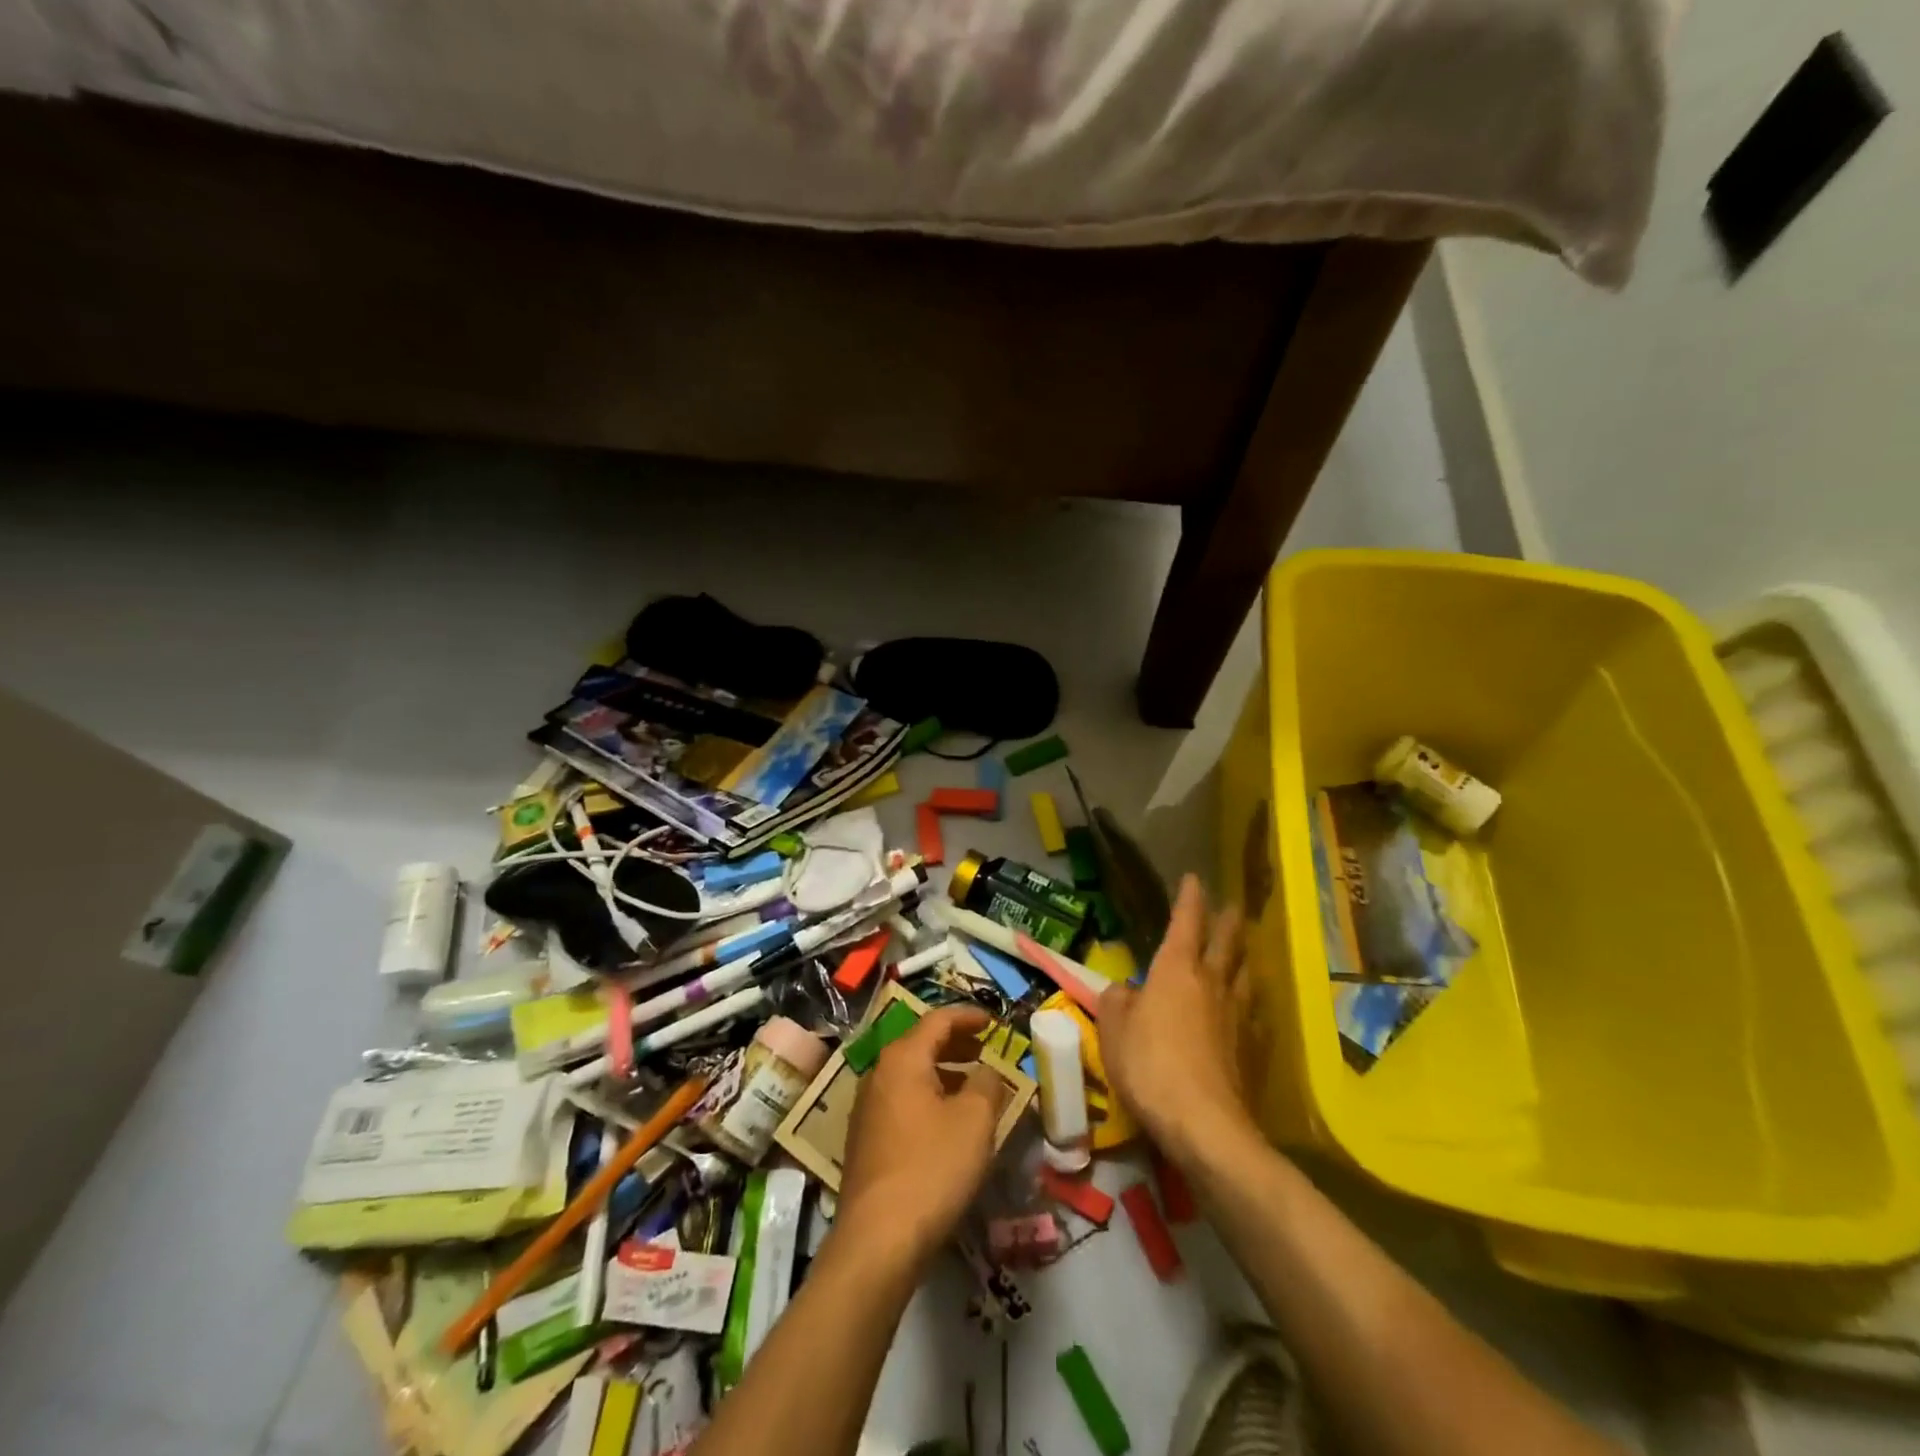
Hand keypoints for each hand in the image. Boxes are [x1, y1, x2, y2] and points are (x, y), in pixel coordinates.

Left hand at [837, 1004, 1009, 1266]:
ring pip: (911, 1074)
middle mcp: (879, 1073)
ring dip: (943, 1072)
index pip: (938, 1020)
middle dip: (956, 1043)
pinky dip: (928, 1097)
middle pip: (921, 1043)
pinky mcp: (865, 1140)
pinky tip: (947, 1123)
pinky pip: (902, 1101)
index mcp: (903, 1058)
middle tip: (985, 1050)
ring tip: (973, 1086)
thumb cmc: (932, 1167)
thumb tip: (987, 1070)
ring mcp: (867, 1108)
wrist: (878, 1239)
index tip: (994, 1022)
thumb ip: (988, 1083)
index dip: (969, 1017)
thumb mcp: (975, 1121)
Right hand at [1098, 875, 1256, 1166]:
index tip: (1194, 878)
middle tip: (1232, 906)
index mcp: (1176, 969)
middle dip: (1228, 920)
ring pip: (1246, 974)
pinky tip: (1251, 1011)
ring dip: (1244, 958)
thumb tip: (1125, 991)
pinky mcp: (1254, 1049)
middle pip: (1227, 941)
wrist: (1205, 1125)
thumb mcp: (1113, 1030)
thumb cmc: (1150, 1066)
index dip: (1190, 898)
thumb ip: (1116, 1002)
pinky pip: (1255, 1015)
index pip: (1186, 922)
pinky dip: (1252, 1004)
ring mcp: (1239, 1016)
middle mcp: (1213, 982)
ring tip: (1243, 952)